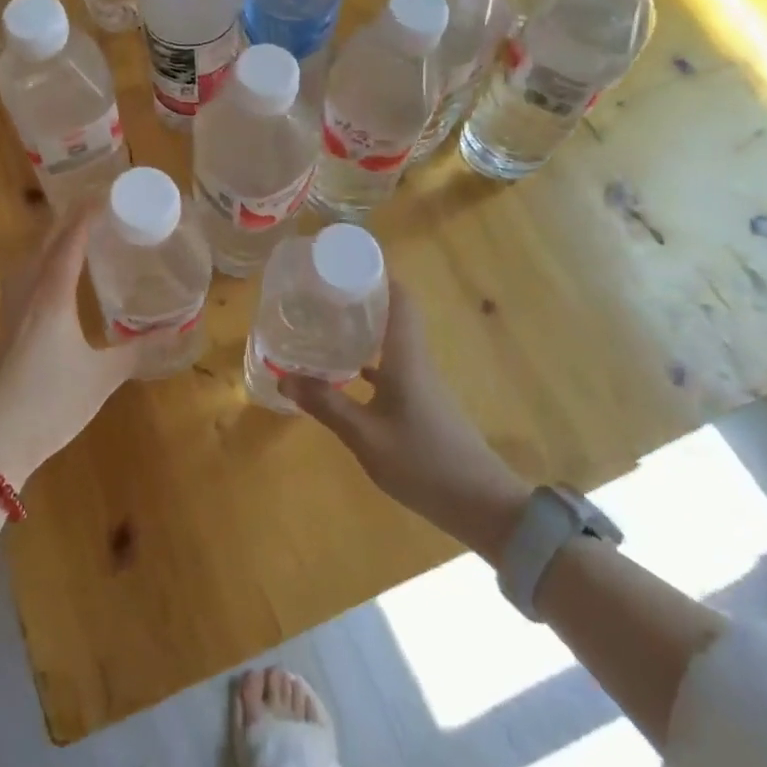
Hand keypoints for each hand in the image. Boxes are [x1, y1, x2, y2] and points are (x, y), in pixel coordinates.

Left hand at [0, 208, 146, 487]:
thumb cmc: (52, 402)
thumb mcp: (103, 376)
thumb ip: (139, 350)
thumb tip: (178, 331)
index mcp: (52, 296)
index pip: (70, 241)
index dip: (88, 215)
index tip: (109, 195)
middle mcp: (28, 293)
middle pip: (45, 243)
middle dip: (69, 220)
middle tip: (98, 208)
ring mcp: (11, 310)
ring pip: (30, 260)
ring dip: (51, 240)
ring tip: (76, 236)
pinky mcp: (5, 327)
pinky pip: (23, 278)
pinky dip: (41, 263)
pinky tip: (52, 279)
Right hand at [278, 279, 528, 543]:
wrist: (482, 505)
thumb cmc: (423, 463)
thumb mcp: (366, 437)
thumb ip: (326, 405)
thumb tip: (283, 377)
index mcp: (406, 357)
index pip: (400, 298)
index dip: (378, 273)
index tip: (345, 261)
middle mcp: (417, 360)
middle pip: (394, 313)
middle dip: (361, 297)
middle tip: (322, 290)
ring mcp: (423, 382)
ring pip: (392, 340)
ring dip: (364, 327)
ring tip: (326, 322)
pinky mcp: (423, 402)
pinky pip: (392, 366)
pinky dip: (369, 360)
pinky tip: (345, 371)